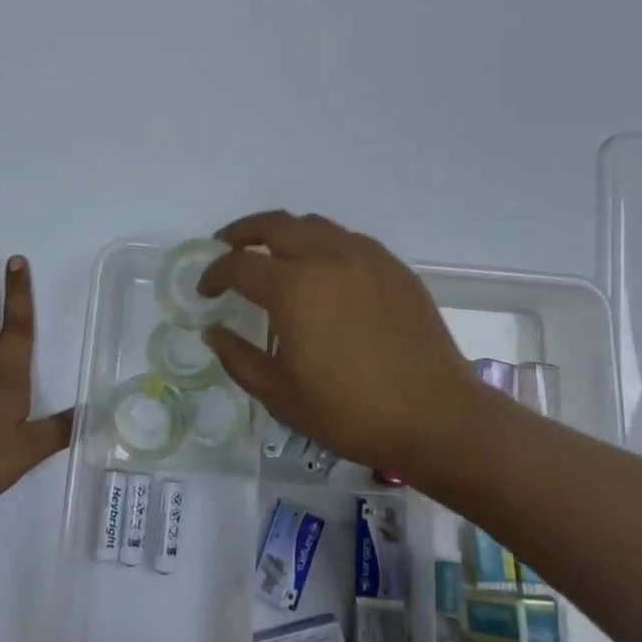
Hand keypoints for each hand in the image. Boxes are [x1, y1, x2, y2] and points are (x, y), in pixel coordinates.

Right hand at [198, 212, 481, 474]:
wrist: (436, 416)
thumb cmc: (351, 411)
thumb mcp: (281, 395)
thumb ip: (239, 358)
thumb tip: (213, 332)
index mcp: (294, 287)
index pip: (239, 265)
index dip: (214, 274)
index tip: (205, 291)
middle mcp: (326, 257)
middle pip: (274, 225)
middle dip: (242, 232)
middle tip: (226, 247)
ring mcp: (364, 257)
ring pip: (312, 224)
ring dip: (283, 232)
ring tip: (271, 252)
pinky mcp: (393, 267)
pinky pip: (346, 239)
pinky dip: (320, 242)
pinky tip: (321, 268)